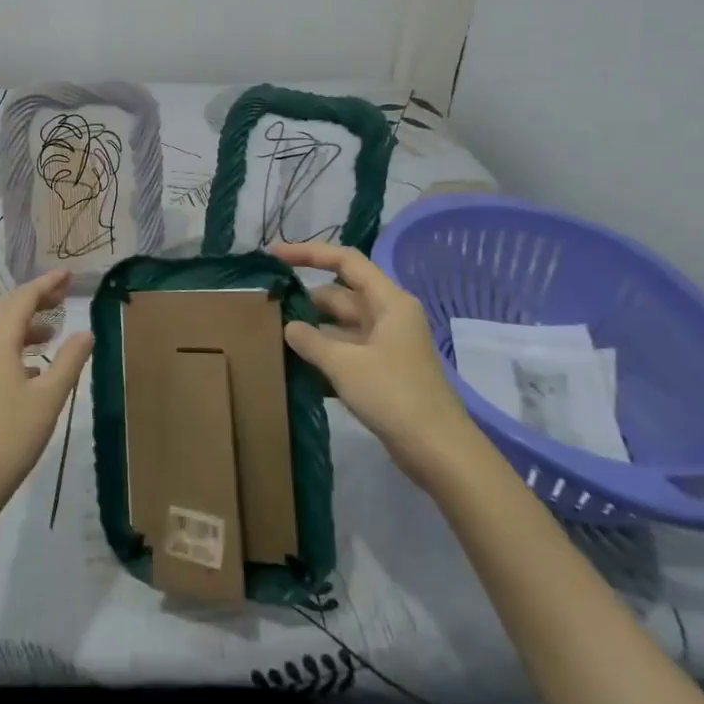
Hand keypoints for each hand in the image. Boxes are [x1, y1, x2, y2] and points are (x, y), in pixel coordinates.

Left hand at [0, 270, 93, 505]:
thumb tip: (85, 332)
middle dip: (33, 298)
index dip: (46, 284)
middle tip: (62, 295)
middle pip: (5, 309)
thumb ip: (70, 361)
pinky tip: (36, 366)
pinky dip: (16, 345)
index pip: (22, 300)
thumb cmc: (13, 435)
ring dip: (24, 323)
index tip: (68, 275)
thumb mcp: (50, 397)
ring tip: (53, 330)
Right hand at [270, 241, 483, 481]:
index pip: (345, 261)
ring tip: (271, 336)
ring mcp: (385, 345)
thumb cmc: (394, 395)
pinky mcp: (381, 372)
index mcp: (388, 302)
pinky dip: (322, 356)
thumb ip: (311, 341)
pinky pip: (344, 352)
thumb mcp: (345, 364)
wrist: (438, 451)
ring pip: (338, 326)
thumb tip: (288, 327)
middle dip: (304, 300)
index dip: (308, 253)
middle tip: (264, 306)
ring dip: (310, 331)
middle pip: (338, 295)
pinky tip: (293, 367)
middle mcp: (387, 316)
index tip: (273, 255)